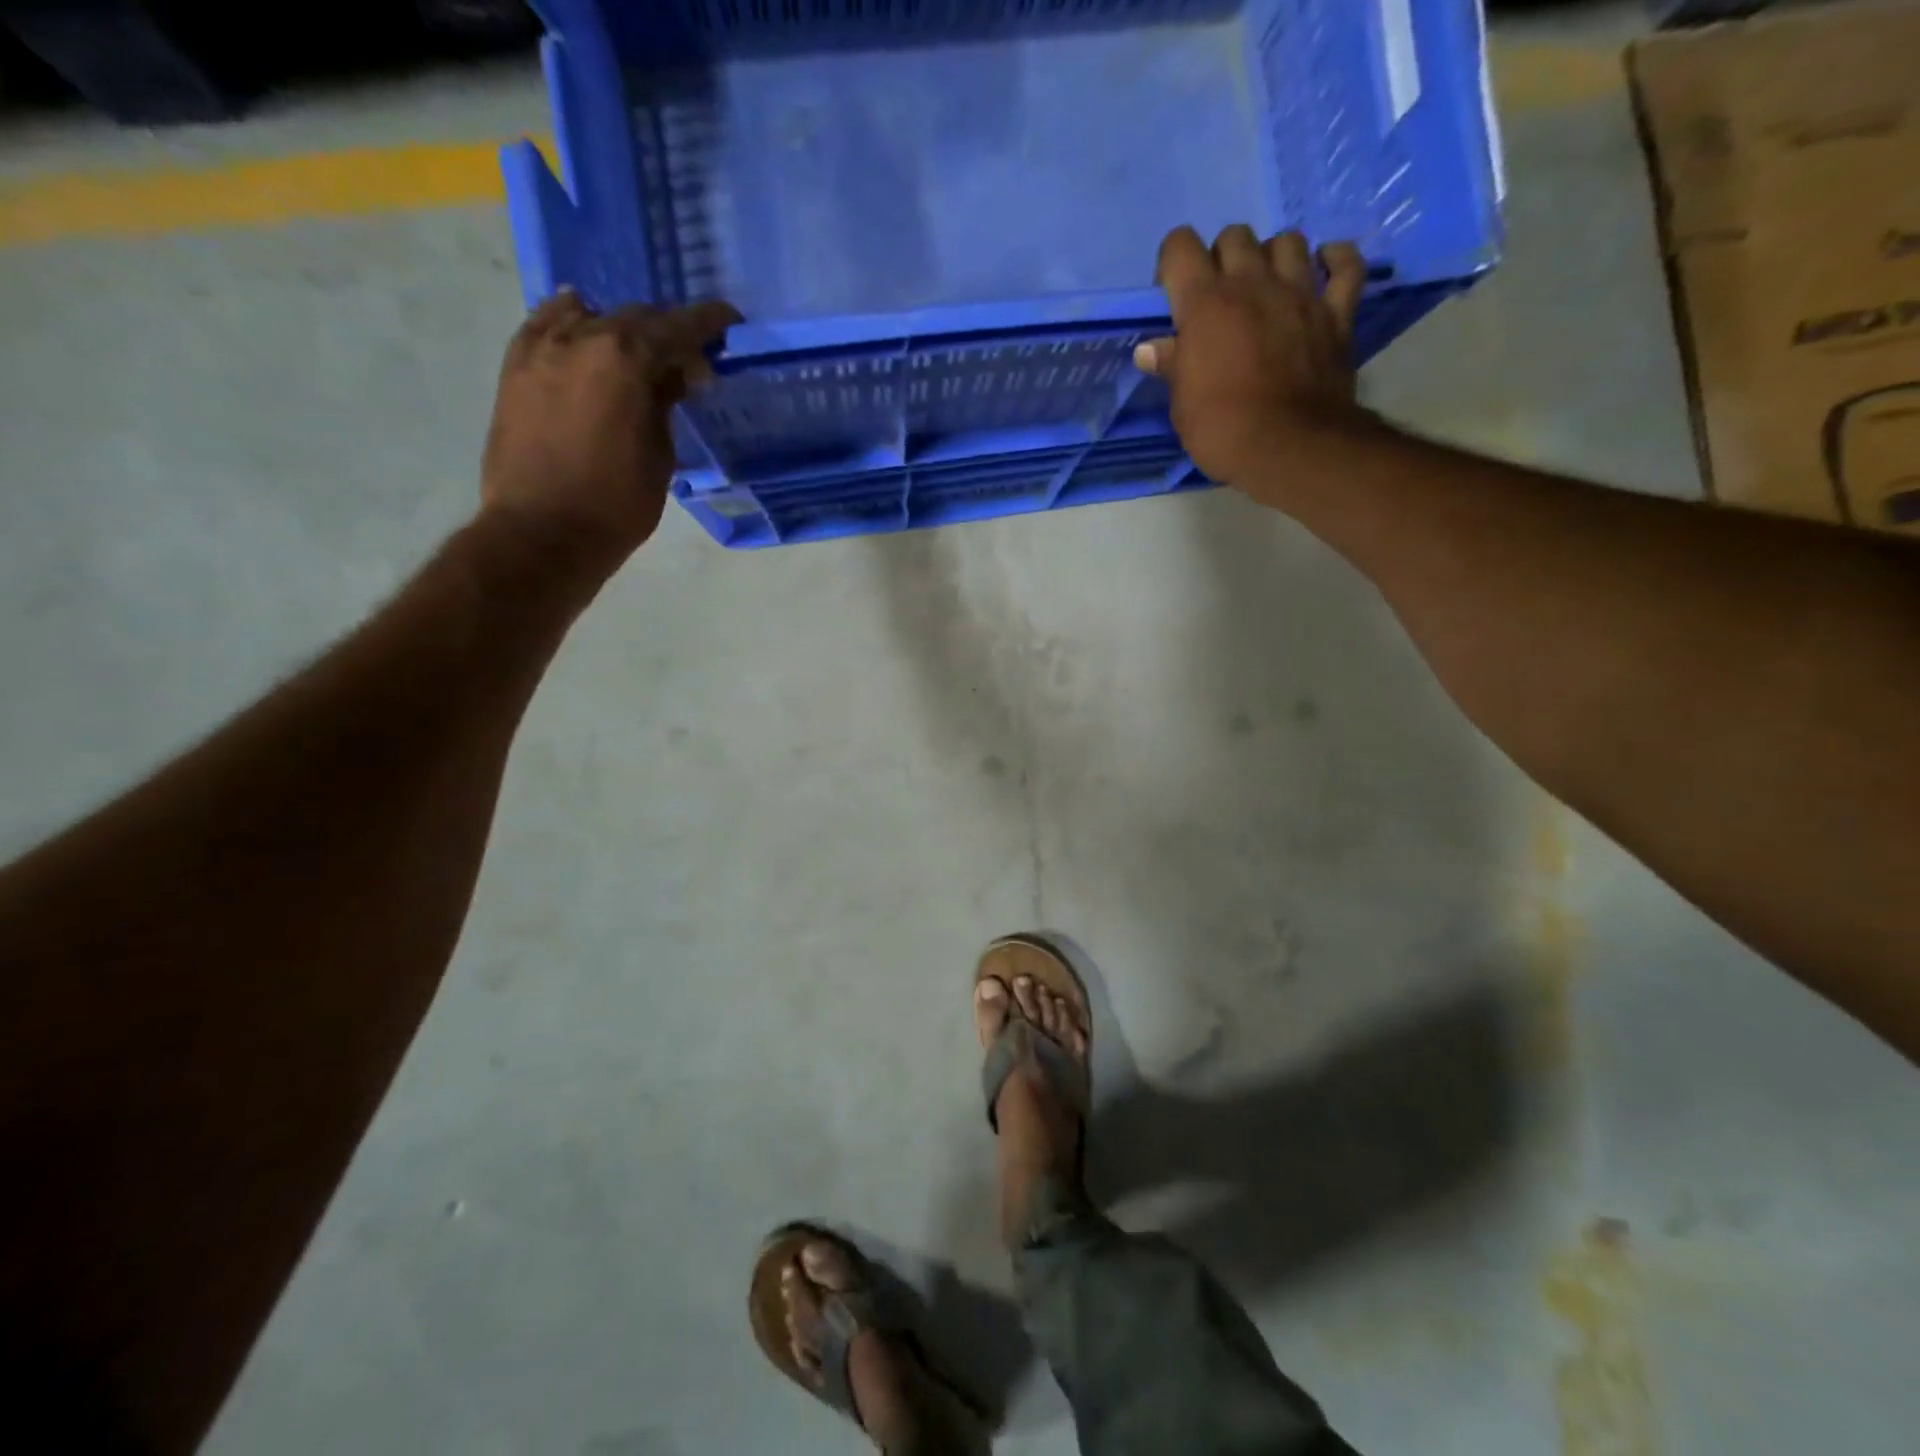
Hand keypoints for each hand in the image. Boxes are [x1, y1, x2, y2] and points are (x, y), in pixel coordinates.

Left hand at [480, 290, 739, 566]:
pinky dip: (573, 328)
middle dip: (666, 332)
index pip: (676, 326)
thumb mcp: (659, 456)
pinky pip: (547, 326)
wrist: (543, 531)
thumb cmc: (616, 504)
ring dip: (618, 328)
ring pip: (588, 314)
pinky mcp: (514, 366)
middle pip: (633, 317)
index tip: (729, 322)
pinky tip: (584, 343)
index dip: (708, 323)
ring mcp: (540, 347)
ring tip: (634, 353)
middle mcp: (580, 337)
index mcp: (625, 358)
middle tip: (688, 360)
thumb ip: (664, 403)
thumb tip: (675, 374)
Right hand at [1139, 225, 1370, 492]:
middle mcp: (1253, 283)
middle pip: (1235, 237)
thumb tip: (1150, 350)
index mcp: (1206, 303)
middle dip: (1222, 259)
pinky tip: (1324, 268)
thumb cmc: (1222, 429)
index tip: (1172, 295)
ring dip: (1272, 256)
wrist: (1289, 446)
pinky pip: (1346, 266)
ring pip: (1287, 241)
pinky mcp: (1337, 312)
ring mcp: (1300, 292)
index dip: (1172, 264)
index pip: (1180, 247)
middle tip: (1219, 298)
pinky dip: (1335, 261)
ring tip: (1267, 286)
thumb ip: (1171, 366)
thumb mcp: (1182, 404)